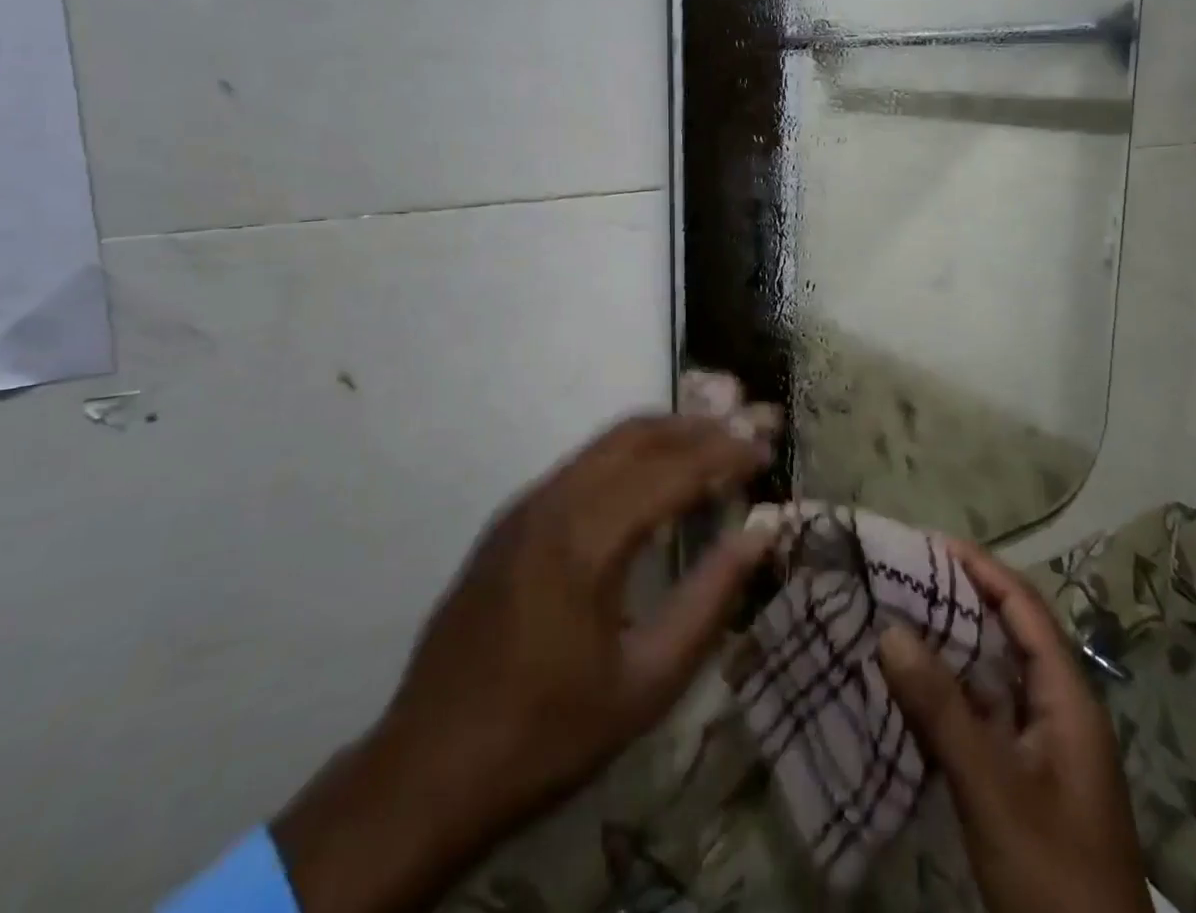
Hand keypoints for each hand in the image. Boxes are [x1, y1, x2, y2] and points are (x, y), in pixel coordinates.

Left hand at [271, 415, 775, 912]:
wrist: (427, 770)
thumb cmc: (548, 734)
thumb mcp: (648, 683)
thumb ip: (710, 599)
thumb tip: (760, 536)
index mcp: (586, 538)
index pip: (673, 469)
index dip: (726, 453)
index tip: (768, 447)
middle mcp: (554, 500)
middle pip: (640, 434)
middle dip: (700, 425)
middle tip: (749, 428)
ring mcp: (526, 504)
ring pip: (608, 442)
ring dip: (666, 433)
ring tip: (716, 441)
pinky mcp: (511, 518)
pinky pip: (584, 464)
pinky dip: (632, 454)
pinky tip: (657, 478)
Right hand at [878, 539, 1153, 912]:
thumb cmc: (1052, 874)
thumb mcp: (992, 788)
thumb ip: (942, 709)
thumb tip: (890, 629)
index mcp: (1069, 700)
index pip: (1025, 609)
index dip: (982, 569)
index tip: (931, 541)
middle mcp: (1061, 712)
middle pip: (1012, 634)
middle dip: (962, 598)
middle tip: (905, 574)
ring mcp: (1046, 749)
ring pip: (996, 675)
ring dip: (953, 643)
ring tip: (900, 615)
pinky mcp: (1027, 781)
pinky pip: (985, 713)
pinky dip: (951, 691)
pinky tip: (914, 687)